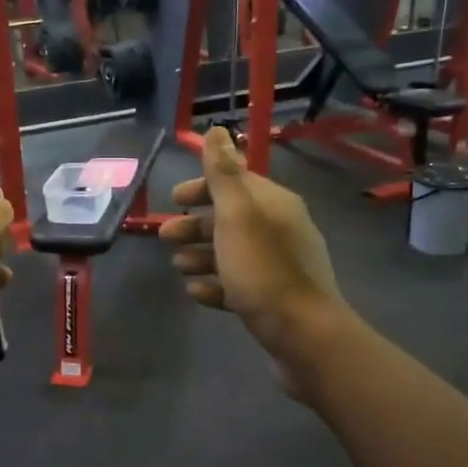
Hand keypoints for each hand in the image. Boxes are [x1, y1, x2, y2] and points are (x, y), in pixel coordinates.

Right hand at [159, 128, 349, 388]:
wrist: (302, 336)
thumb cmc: (264, 271)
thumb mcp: (237, 217)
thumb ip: (223, 174)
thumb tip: (217, 130)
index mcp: (275, 205)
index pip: (236, 183)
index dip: (203, 187)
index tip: (174, 198)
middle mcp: (281, 230)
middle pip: (231, 219)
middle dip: (195, 226)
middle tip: (164, 237)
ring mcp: (279, 267)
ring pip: (233, 252)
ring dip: (201, 255)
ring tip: (178, 268)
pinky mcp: (274, 299)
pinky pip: (239, 284)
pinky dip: (216, 284)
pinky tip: (197, 293)